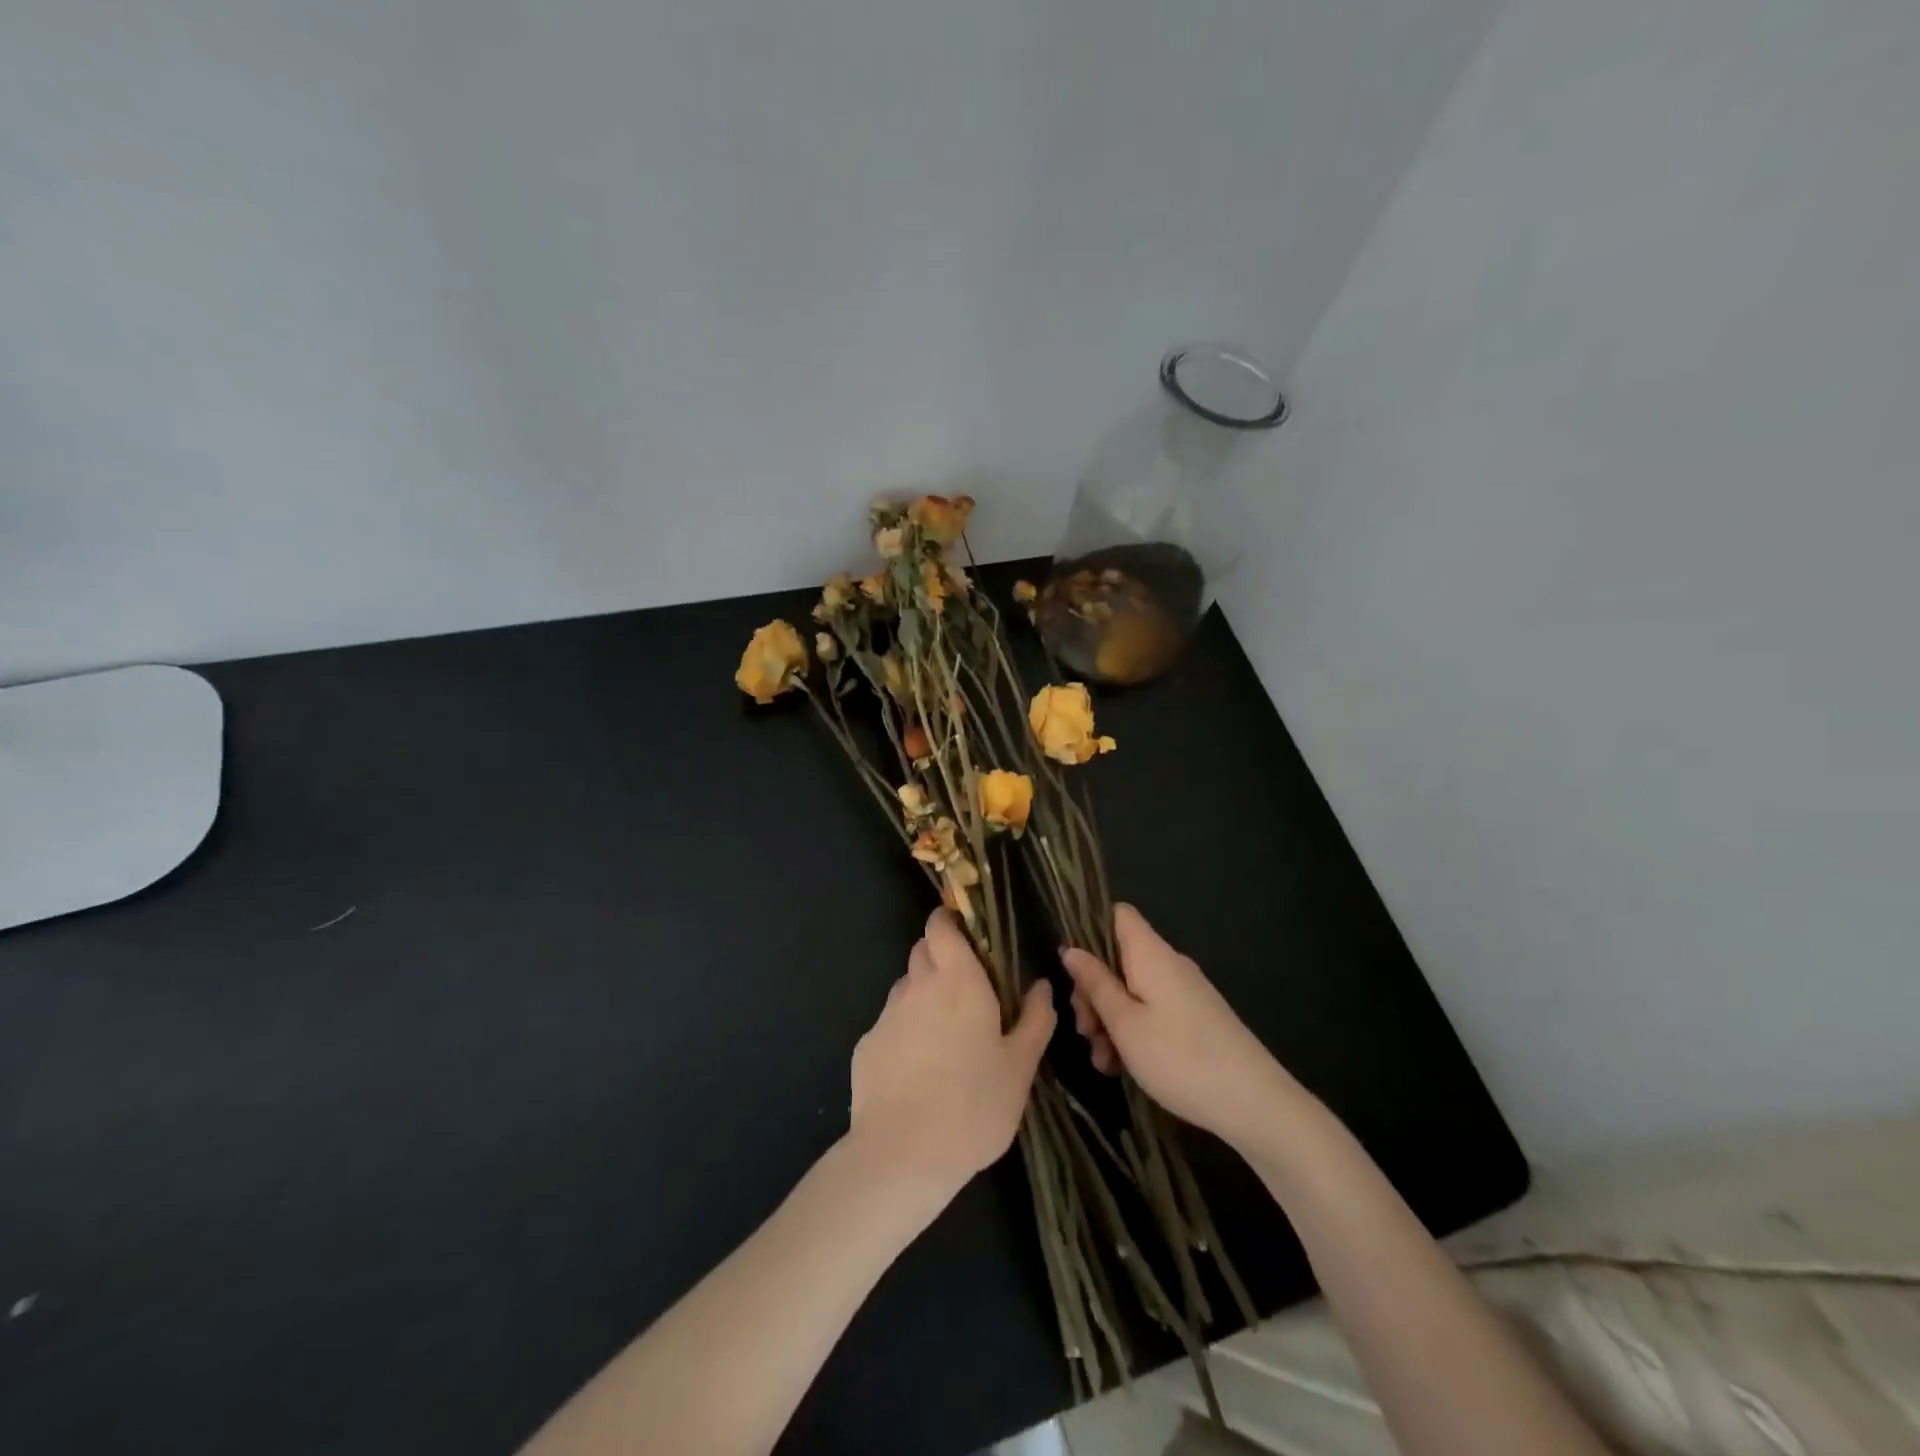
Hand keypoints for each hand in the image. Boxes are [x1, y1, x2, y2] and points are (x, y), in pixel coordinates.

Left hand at [848, 909, 1055, 1200]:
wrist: (902, 1155)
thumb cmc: (973, 1105)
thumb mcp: (1020, 1067)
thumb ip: (1035, 1020)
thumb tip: (1042, 986)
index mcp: (957, 980)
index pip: (940, 926)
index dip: (948, 922)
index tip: (966, 933)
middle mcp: (916, 987)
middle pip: (922, 952)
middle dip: (941, 957)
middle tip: (967, 989)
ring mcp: (886, 1016)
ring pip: (906, 988)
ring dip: (923, 996)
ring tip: (945, 1035)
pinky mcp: (866, 1046)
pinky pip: (890, 1025)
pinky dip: (905, 1032)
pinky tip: (919, 1069)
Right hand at [1060, 904, 1294, 1151]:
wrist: (1254, 1103)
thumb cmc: (1179, 1057)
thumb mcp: (1124, 1023)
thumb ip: (1095, 984)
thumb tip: (1071, 949)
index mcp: (1150, 954)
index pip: (1118, 915)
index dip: (1090, 930)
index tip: (1071, 969)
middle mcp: (1168, 964)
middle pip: (1118, 958)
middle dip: (1094, 991)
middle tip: (1084, 1031)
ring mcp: (1184, 992)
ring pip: (1132, 990)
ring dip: (1110, 1020)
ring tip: (1103, 1062)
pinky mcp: (1194, 1018)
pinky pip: (1152, 1011)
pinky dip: (1133, 1032)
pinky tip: (1122, 1067)